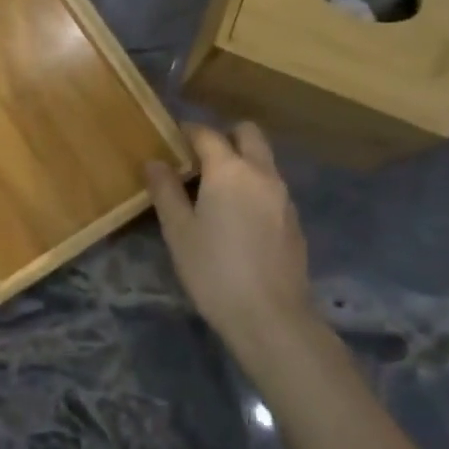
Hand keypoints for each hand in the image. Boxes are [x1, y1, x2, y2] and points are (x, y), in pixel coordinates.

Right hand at [145, 123, 314, 352]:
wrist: (271, 317)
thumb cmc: (214, 270)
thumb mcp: (178, 231)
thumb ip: (166, 191)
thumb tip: (155, 162)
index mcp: (229, 170)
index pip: (207, 133)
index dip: (188, 131)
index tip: (172, 137)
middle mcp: (261, 173)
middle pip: (248, 134)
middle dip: (225, 136)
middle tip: (199, 158)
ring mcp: (283, 196)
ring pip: (263, 160)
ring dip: (242, 161)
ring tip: (215, 189)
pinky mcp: (294, 220)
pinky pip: (272, 187)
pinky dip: (254, 187)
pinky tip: (238, 217)